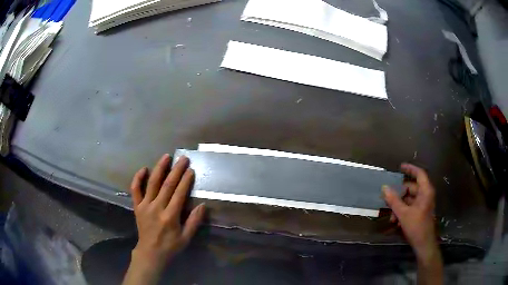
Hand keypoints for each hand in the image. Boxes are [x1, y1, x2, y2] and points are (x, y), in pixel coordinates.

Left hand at [123, 154, 204, 284]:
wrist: (150, 252)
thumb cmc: (170, 246)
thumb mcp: (186, 238)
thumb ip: (194, 221)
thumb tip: (202, 205)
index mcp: (170, 216)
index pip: (179, 193)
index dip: (186, 180)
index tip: (191, 170)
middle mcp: (157, 207)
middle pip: (167, 185)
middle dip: (176, 170)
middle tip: (183, 159)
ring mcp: (145, 206)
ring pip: (152, 183)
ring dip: (159, 168)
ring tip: (166, 157)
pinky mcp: (137, 206)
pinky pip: (135, 190)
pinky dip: (138, 178)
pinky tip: (144, 168)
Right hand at [382, 163, 436, 259]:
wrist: (424, 244)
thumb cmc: (416, 226)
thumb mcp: (403, 214)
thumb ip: (394, 200)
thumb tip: (384, 187)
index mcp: (425, 191)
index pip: (419, 174)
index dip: (410, 169)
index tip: (400, 167)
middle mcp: (425, 195)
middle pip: (411, 188)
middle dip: (399, 194)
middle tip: (388, 199)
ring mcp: (423, 204)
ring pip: (409, 199)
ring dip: (399, 206)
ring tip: (391, 217)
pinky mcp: (420, 212)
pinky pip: (410, 207)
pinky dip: (402, 211)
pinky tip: (395, 221)